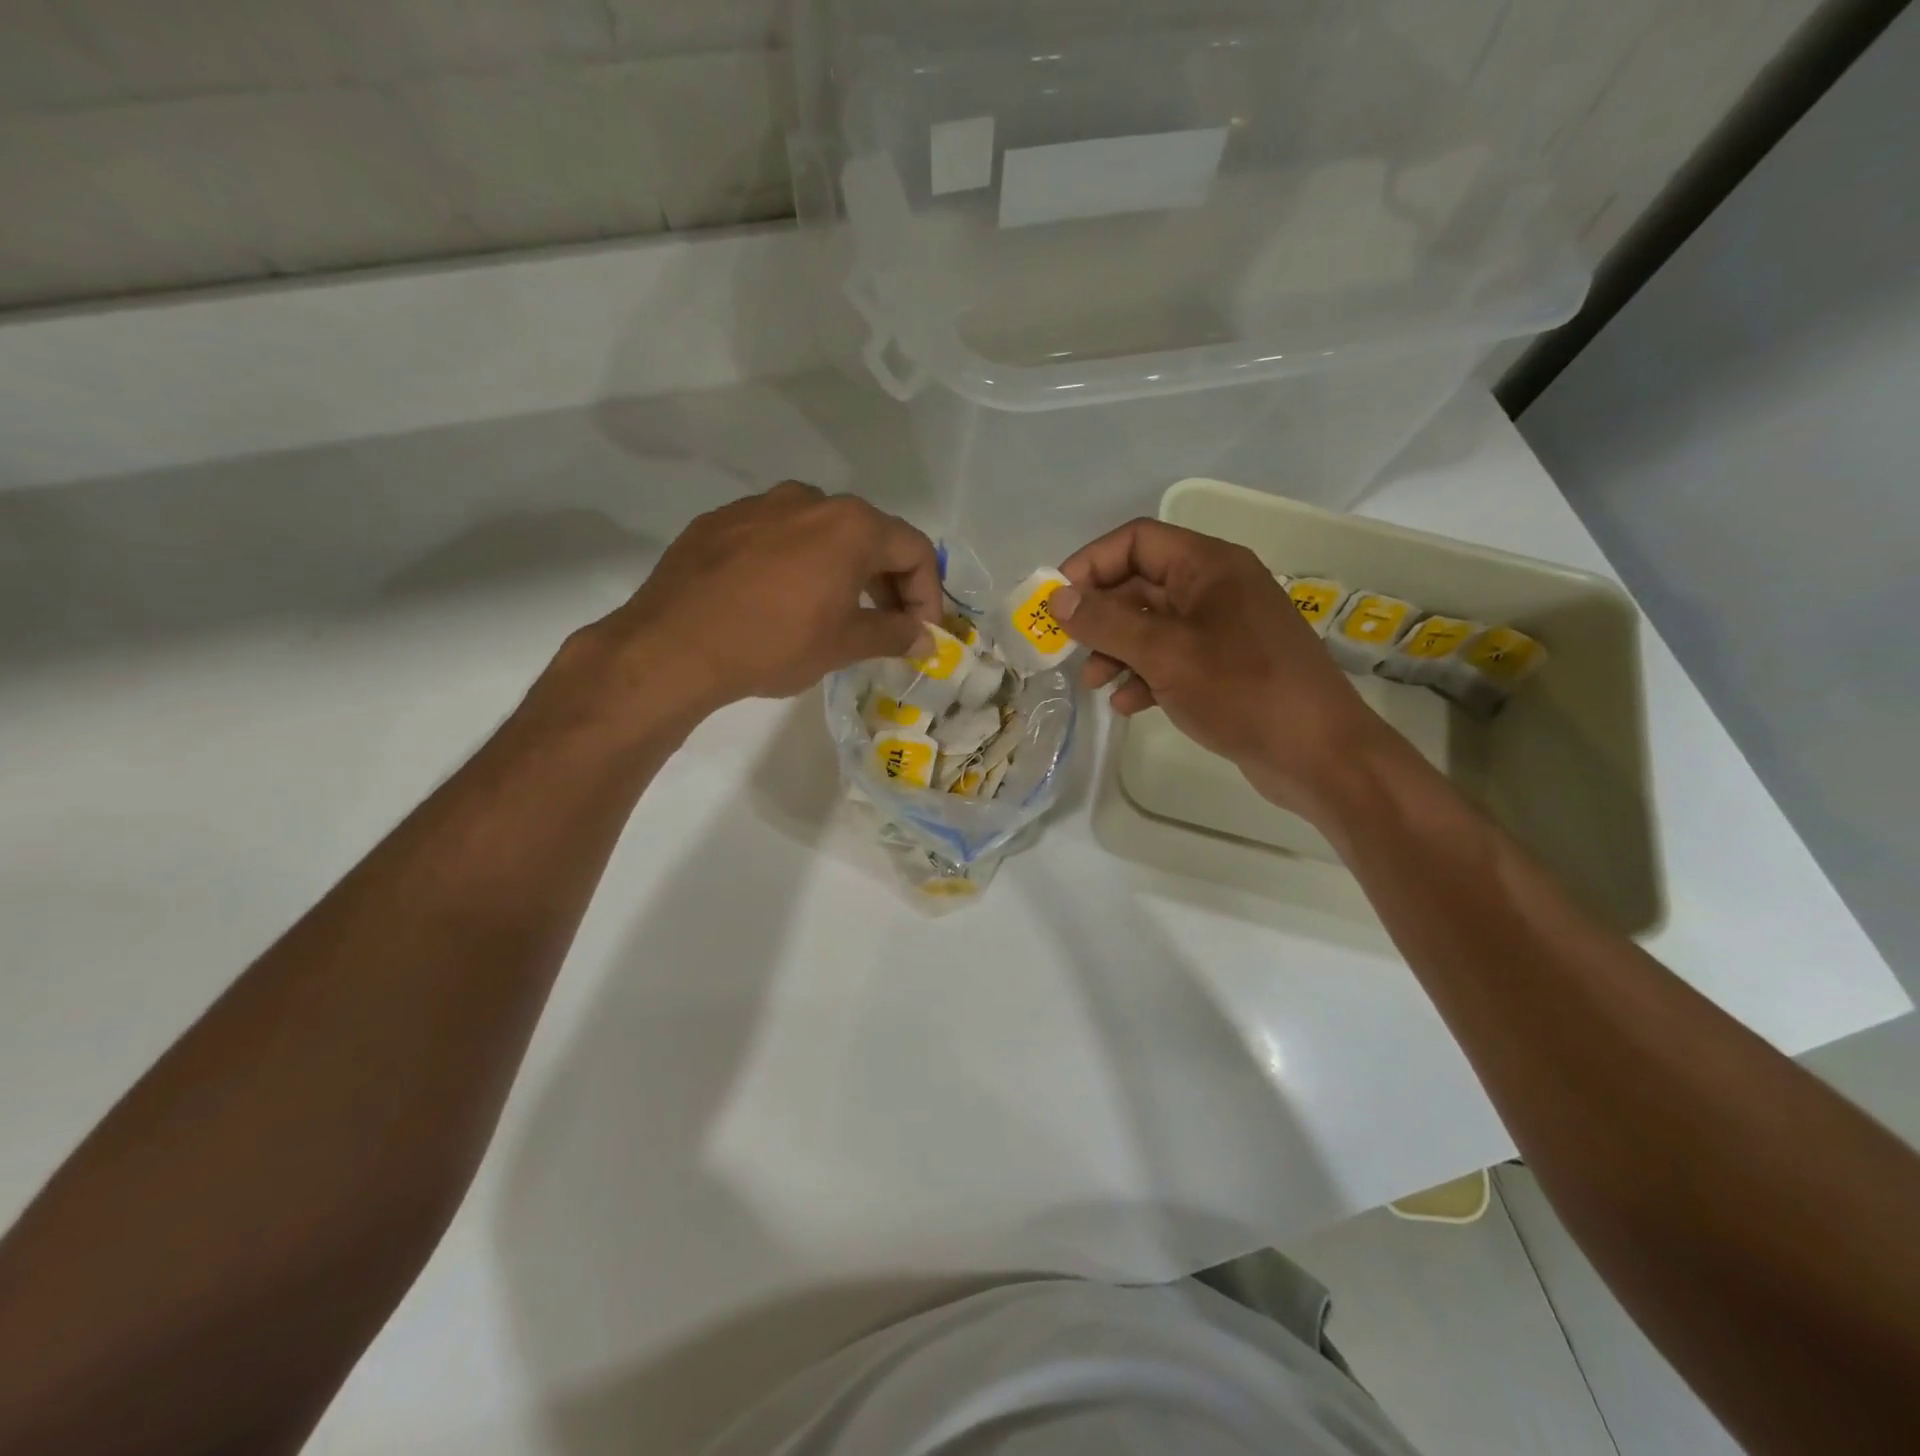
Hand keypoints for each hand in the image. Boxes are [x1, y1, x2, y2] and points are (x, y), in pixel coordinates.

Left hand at [542, 482, 940, 735]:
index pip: (914, 549)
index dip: (928, 593)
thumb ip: (894, 634)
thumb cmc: (774, 643)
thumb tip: (926, 638)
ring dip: (841, 569)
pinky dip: (795, 563)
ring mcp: (760, 504)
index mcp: (851, 525)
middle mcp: (810, 500)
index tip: (921, 631)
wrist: (673, 646)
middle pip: (869, 534)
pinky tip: (780, 600)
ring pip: (821, 532)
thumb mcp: (844, 645)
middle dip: (887, 581)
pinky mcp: (720, 520)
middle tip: (886, 624)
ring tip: (834, 611)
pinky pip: (776, 536)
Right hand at [1051, 518, 1384, 820]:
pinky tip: (1129, 704)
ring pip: (1152, 625)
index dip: (1090, 564)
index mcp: (1208, 566)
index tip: (1056, 601)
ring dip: (1117, 649)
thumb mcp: (1165, 653)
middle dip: (1100, 616)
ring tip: (1094, 684)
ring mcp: (1222, 629)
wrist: (1317, 754)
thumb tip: (1057, 599)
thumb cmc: (1242, 690)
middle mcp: (1216, 588)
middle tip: (1067, 648)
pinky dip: (1144, 675)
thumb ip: (1107, 623)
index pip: (1136, 541)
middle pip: (1140, 584)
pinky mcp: (1225, 666)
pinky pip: (1171, 658)